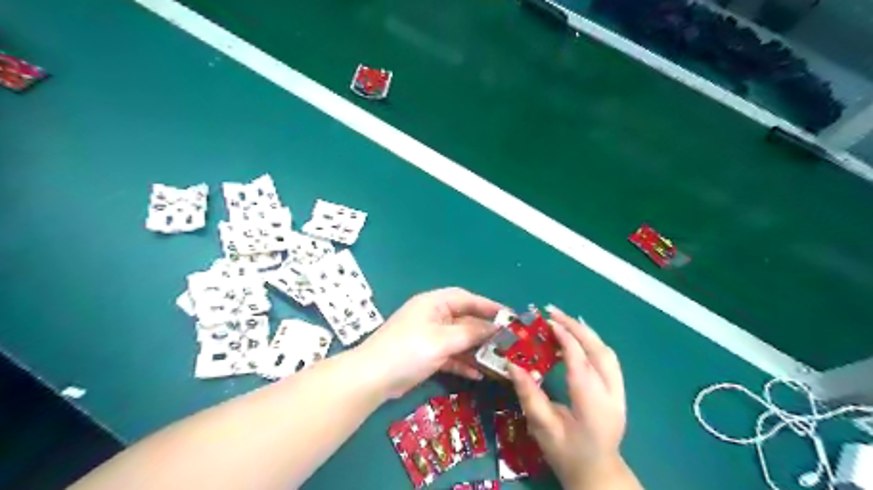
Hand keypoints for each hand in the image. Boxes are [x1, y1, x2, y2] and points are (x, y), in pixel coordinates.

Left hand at [358, 288, 501, 397]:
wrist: (373, 378)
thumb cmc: (409, 350)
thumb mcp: (443, 339)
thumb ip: (471, 332)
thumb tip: (495, 328)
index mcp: (434, 303)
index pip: (467, 298)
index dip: (488, 306)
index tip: (509, 316)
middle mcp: (433, 316)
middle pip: (464, 319)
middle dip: (484, 331)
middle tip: (507, 342)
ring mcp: (429, 336)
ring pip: (459, 339)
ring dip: (476, 349)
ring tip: (497, 359)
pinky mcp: (427, 354)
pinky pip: (450, 355)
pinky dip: (462, 362)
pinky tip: (477, 373)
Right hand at [509, 304, 630, 487]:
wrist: (597, 474)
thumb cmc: (566, 454)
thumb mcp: (542, 427)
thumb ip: (529, 395)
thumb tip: (512, 364)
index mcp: (592, 405)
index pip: (580, 362)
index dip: (565, 338)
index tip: (547, 322)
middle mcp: (612, 395)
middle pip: (598, 351)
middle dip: (576, 327)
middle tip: (552, 312)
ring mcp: (620, 393)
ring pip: (607, 352)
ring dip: (585, 332)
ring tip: (563, 321)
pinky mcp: (619, 392)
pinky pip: (608, 359)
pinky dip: (593, 342)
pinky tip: (578, 337)